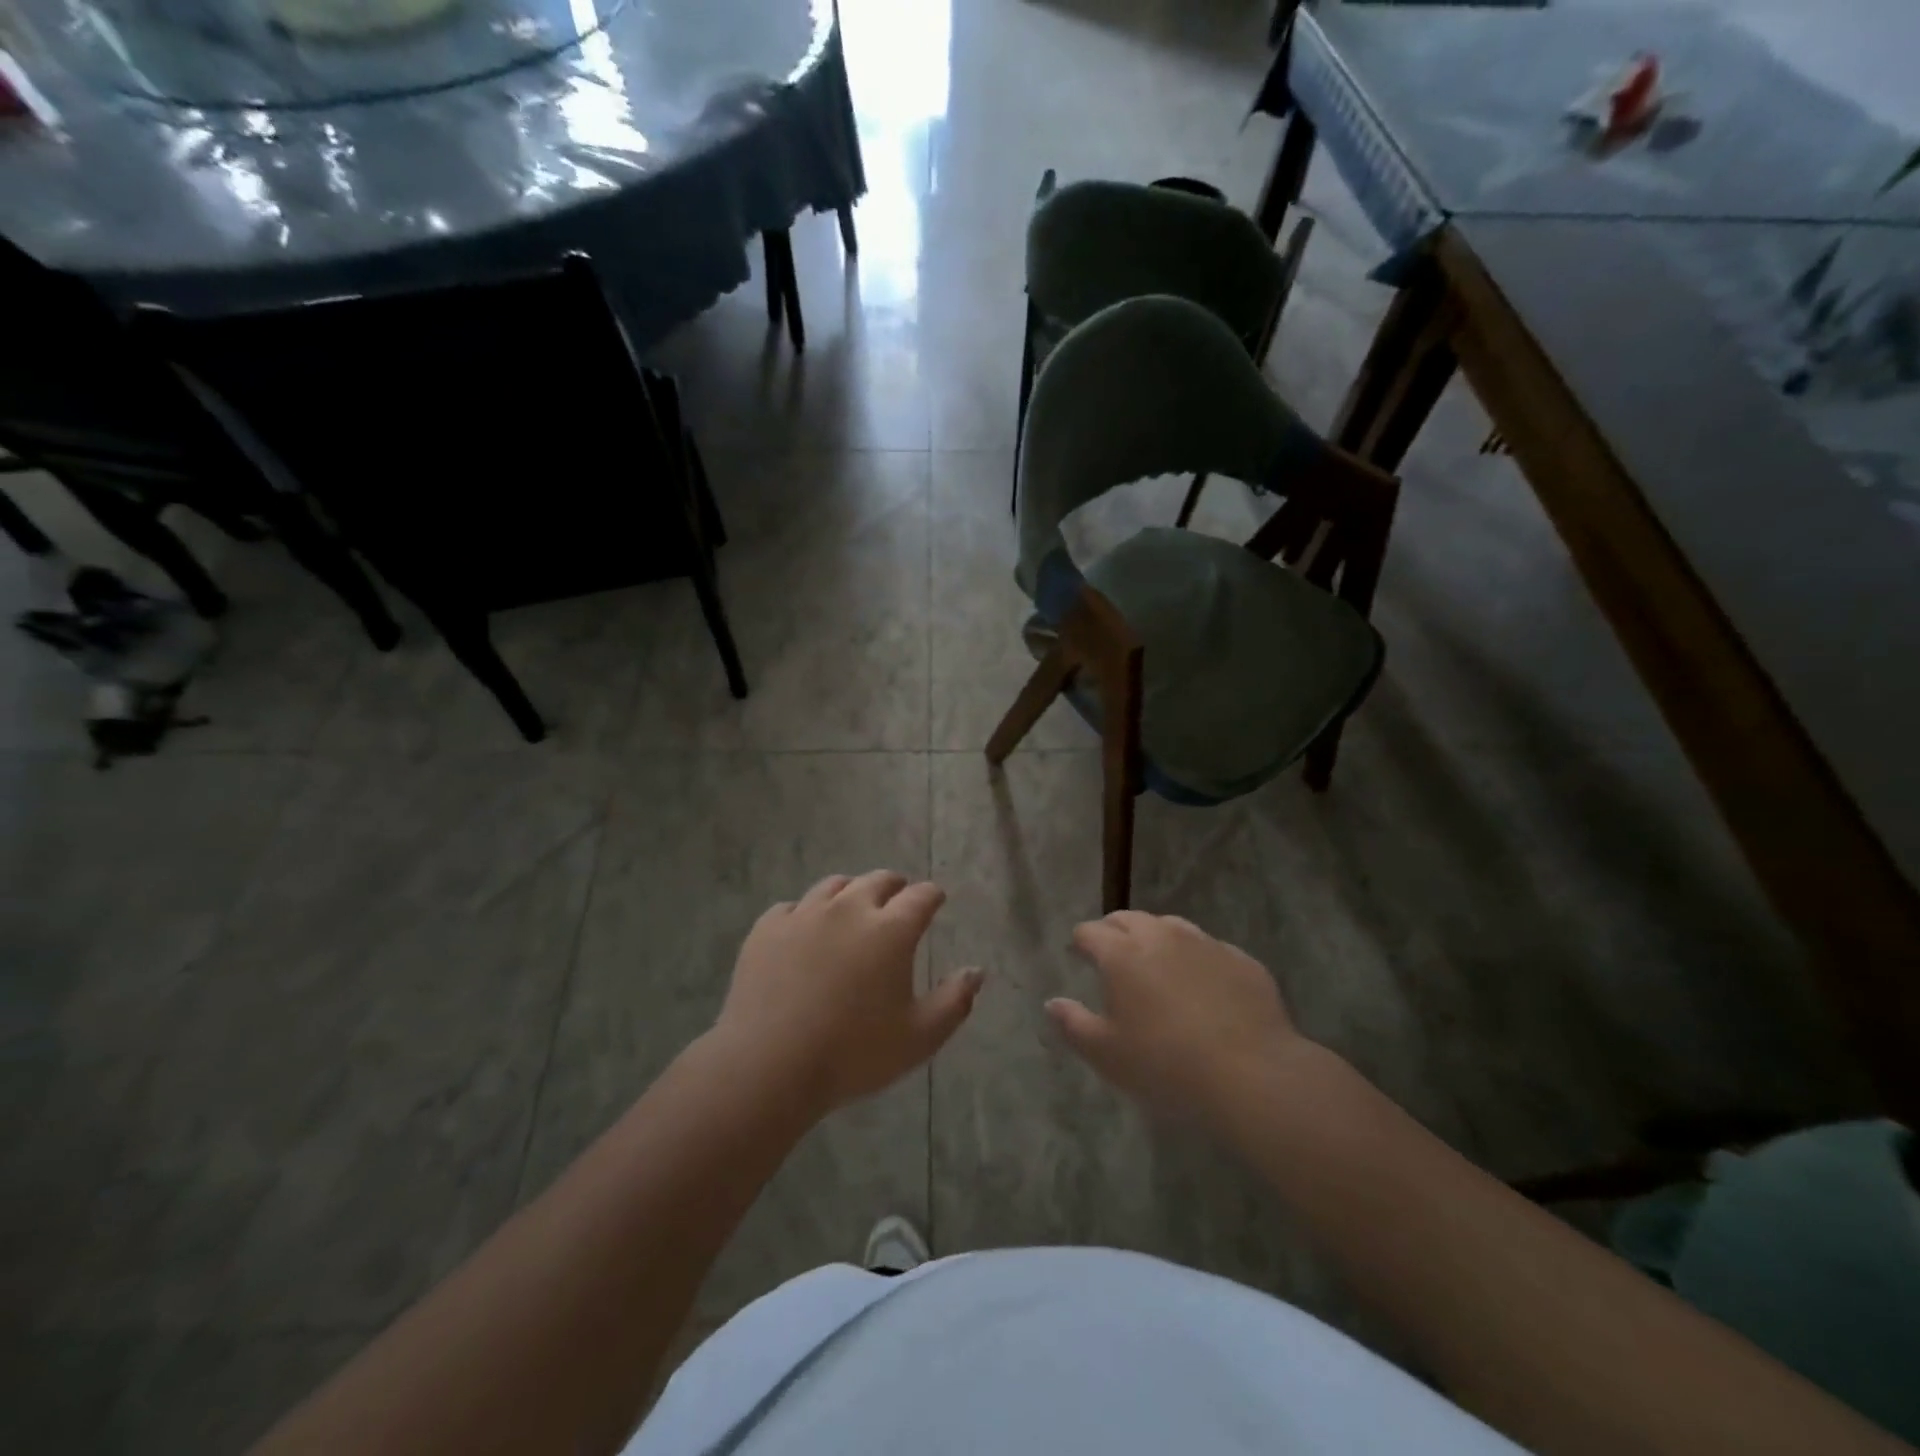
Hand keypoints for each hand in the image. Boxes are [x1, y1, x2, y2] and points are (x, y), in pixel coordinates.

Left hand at [714, 871, 982, 1116]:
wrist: (770, 1064)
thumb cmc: (854, 1053)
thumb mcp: (919, 1037)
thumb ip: (955, 1001)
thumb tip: (977, 971)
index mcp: (891, 929)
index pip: (921, 895)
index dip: (932, 895)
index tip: (936, 899)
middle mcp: (850, 908)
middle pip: (878, 881)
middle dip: (894, 887)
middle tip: (897, 899)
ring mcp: (805, 914)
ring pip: (834, 886)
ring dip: (851, 892)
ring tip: (852, 908)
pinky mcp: (768, 928)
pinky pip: (792, 907)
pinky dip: (806, 914)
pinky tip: (804, 931)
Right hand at [1047, 911, 1305, 1125]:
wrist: (1252, 1074)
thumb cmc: (1166, 1065)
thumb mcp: (1106, 1055)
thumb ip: (1073, 1024)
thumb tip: (1052, 1003)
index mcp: (1121, 953)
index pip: (1090, 932)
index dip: (1080, 942)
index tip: (1078, 955)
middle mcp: (1160, 936)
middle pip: (1128, 919)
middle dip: (1114, 931)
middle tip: (1112, 956)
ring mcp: (1204, 943)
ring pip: (1170, 926)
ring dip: (1156, 938)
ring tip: (1156, 964)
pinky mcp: (1240, 959)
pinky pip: (1209, 948)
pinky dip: (1196, 958)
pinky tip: (1202, 985)